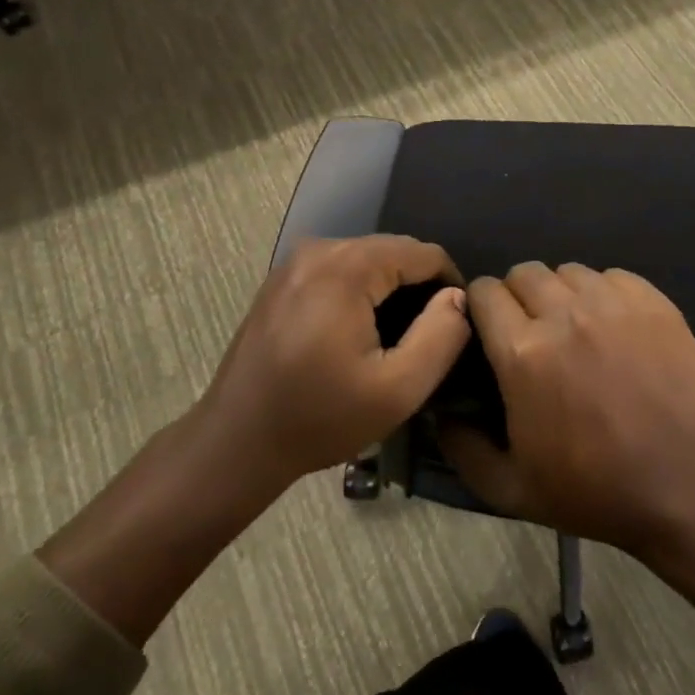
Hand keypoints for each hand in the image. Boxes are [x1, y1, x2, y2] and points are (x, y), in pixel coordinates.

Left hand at [195, 235, 472, 486]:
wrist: (235, 444)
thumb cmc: (319, 420)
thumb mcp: (398, 390)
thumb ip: (441, 336)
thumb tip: (460, 297)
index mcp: (345, 267)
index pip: (424, 253)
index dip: (451, 286)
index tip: (456, 327)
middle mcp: (318, 249)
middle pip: (395, 251)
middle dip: (420, 287)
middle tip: (429, 338)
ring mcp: (294, 262)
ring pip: (369, 259)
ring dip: (392, 290)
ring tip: (399, 338)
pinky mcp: (283, 280)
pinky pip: (341, 270)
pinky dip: (363, 292)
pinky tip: (362, 334)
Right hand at [442, 262, 694, 564]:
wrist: (691, 489)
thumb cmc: (597, 493)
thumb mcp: (512, 490)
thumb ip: (463, 448)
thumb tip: (442, 414)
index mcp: (523, 353)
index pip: (485, 292)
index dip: (481, 307)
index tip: (490, 330)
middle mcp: (565, 314)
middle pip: (525, 273)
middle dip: (519, 297)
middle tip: (534, 332)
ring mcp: (614, 304)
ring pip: (570, 272)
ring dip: (563, 294)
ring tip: (577, 329)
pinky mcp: (655, 303)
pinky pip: (614, 277)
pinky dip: (605, 294)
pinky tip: (615, 327)